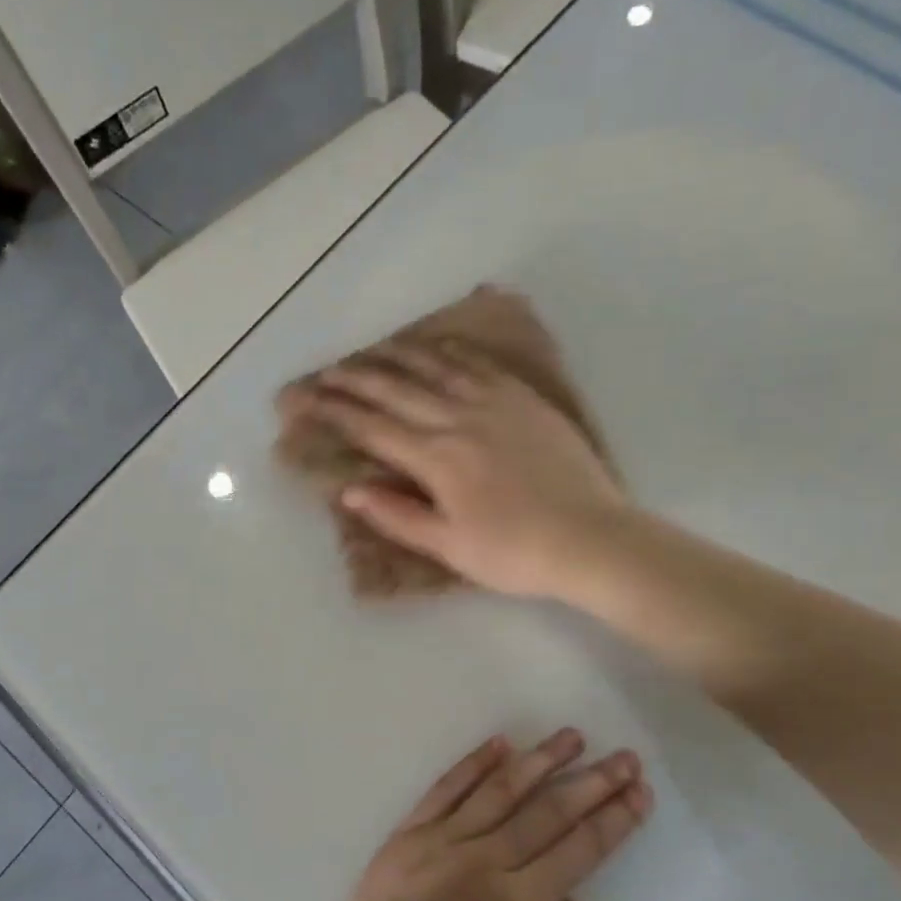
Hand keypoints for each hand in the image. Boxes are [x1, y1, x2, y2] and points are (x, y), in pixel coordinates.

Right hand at [295, 342, 628, 599]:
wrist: (591, 538)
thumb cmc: (514, 553)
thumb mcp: (449, 546)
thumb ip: (398, 515)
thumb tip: (350, 491)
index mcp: (436, 459)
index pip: (373, 429)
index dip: (336, 413)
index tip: (309, 401)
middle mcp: (458, 420)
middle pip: (396, 391)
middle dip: (356, 379)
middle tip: (327, 370)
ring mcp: (495, 404)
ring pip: (435, 369)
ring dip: (398, 357)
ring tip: (372, 350)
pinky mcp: (525, 400)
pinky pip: (479, 366)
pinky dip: (451, 353)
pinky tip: (437, 348)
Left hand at [301, 731, 651, 900]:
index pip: (581, 848)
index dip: (616, 818)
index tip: (640, 791)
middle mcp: (487, 860)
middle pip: (550, 810)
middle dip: (593, 781)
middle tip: (624, 757)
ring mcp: (444, 839)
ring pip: (502, 788)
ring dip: (541, 759)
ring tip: (571, 736)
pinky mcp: (411, 831)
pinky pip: (447, 787)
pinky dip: (474, 763)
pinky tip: (500, 743)